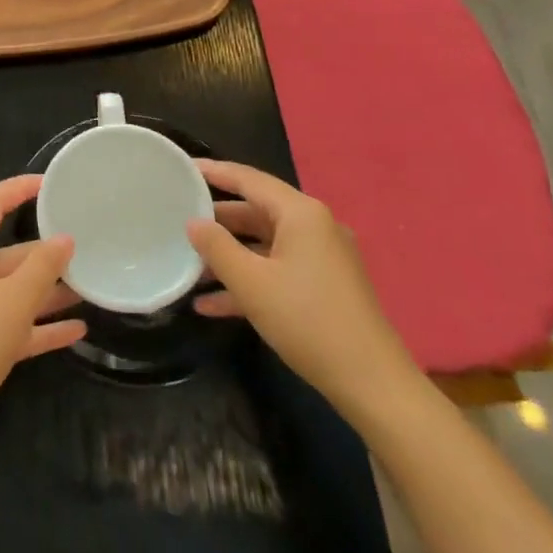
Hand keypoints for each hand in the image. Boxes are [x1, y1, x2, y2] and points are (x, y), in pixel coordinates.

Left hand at [0, 175, 84, 456]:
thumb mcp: (14, 299)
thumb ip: (43, 267)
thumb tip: (64, 239)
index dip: (20, 189)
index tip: (52, 185)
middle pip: (9, 252)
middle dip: (45, 252)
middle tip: (86, 248)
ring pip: (14, 291)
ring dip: (48, 291)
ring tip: (88, 287)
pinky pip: (14, 325)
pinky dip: (41, 326)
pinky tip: (77, 331)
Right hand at [187, 159, 421, 419]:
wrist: (372, 384)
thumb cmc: (307, 321)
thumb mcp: (251, 283)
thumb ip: (217, 247)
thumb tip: (194, 223)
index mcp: (301, 214)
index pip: (249, 179)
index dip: (215, 172)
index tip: (184, 167)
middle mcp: (314, 227)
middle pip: (257, 211)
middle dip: (218, 219)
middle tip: (179, 217)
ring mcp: (322, 258)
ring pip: (265, 244)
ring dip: (229, 255)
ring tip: (188, 263)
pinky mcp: (324, 287)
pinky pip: (278, 271)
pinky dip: (249, 280)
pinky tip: (211, 304)